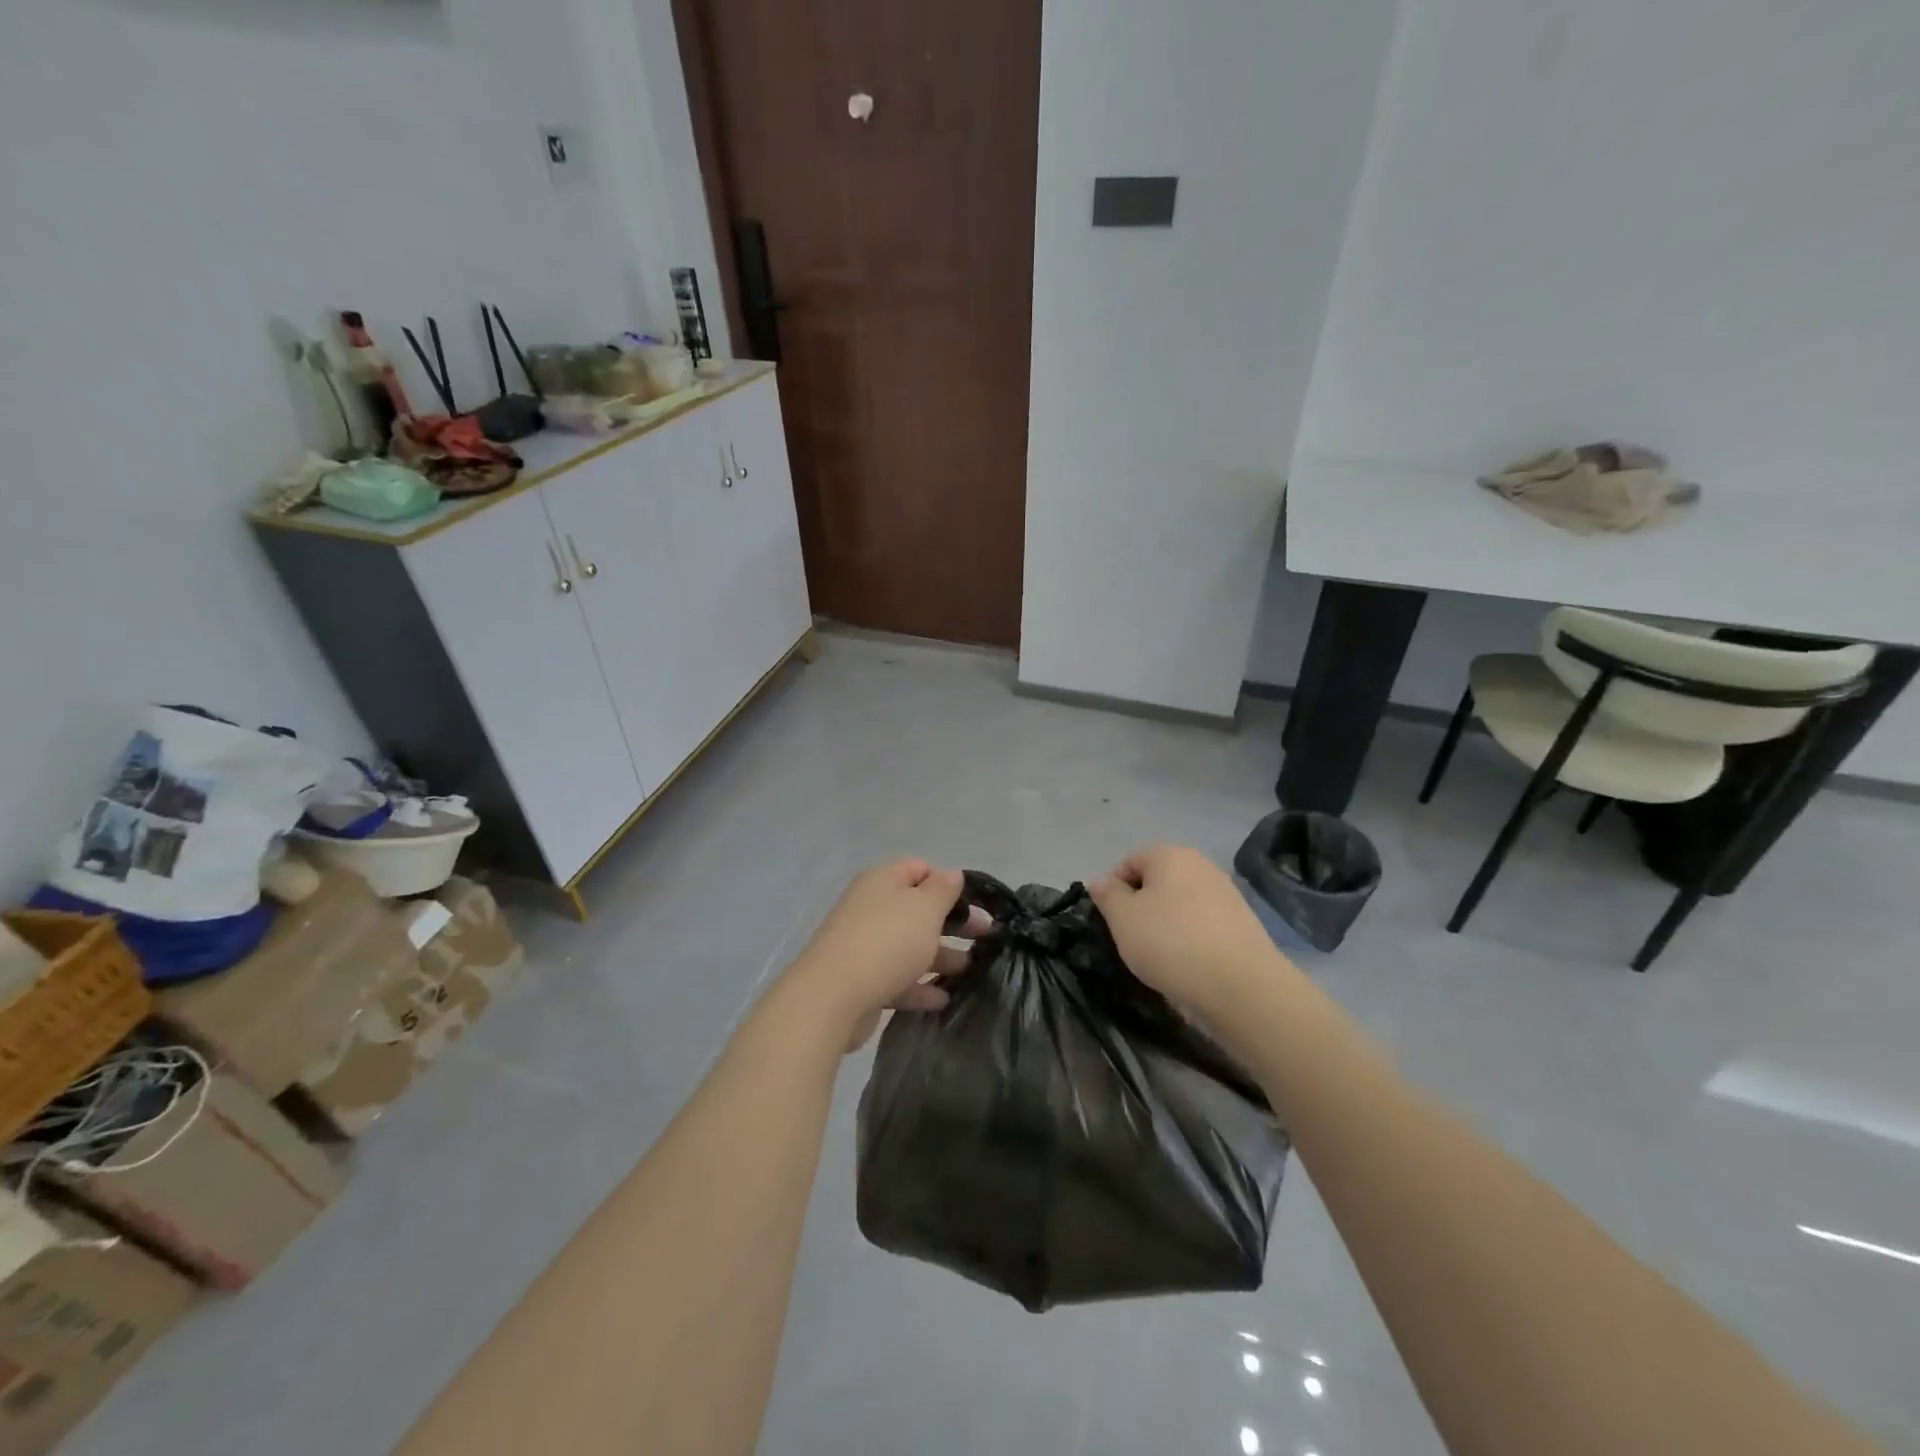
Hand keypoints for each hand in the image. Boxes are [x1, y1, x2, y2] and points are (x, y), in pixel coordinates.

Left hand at [777, 859, 990, 1051]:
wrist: (832, 996)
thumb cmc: (887, 941)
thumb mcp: (925, 908)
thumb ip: (943, 889)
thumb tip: (952, 874)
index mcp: (882, 881)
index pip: (919, 869)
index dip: (947, 882)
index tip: (974, 903)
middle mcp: (870, 907)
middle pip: (917, 909)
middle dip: (951, 922)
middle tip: (984, 936)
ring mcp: (863, 945)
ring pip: (908, 945)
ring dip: (939, 956)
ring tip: (969, 971)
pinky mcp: (860, 980)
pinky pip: (897, 978)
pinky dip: (919, 986)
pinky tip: (942, 999)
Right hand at [1090, 844, 1292, 1011]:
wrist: (1241, 986)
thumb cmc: (1171, 943)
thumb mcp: (1123, 918)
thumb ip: (1107, 894)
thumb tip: (1099, 879)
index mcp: (1170, 854)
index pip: (1128, 864)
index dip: (1113, 892)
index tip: (1111, 923)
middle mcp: (1201, 864)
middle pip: (1157, 883)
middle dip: (1141, 908)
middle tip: (1132, 940)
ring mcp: (1226, 893)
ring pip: (1180, 905)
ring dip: (1166, 925)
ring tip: (1160, 957)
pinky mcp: (1242, 923)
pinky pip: (1203, 925)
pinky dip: (1190, 939)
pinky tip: (1188, 965)